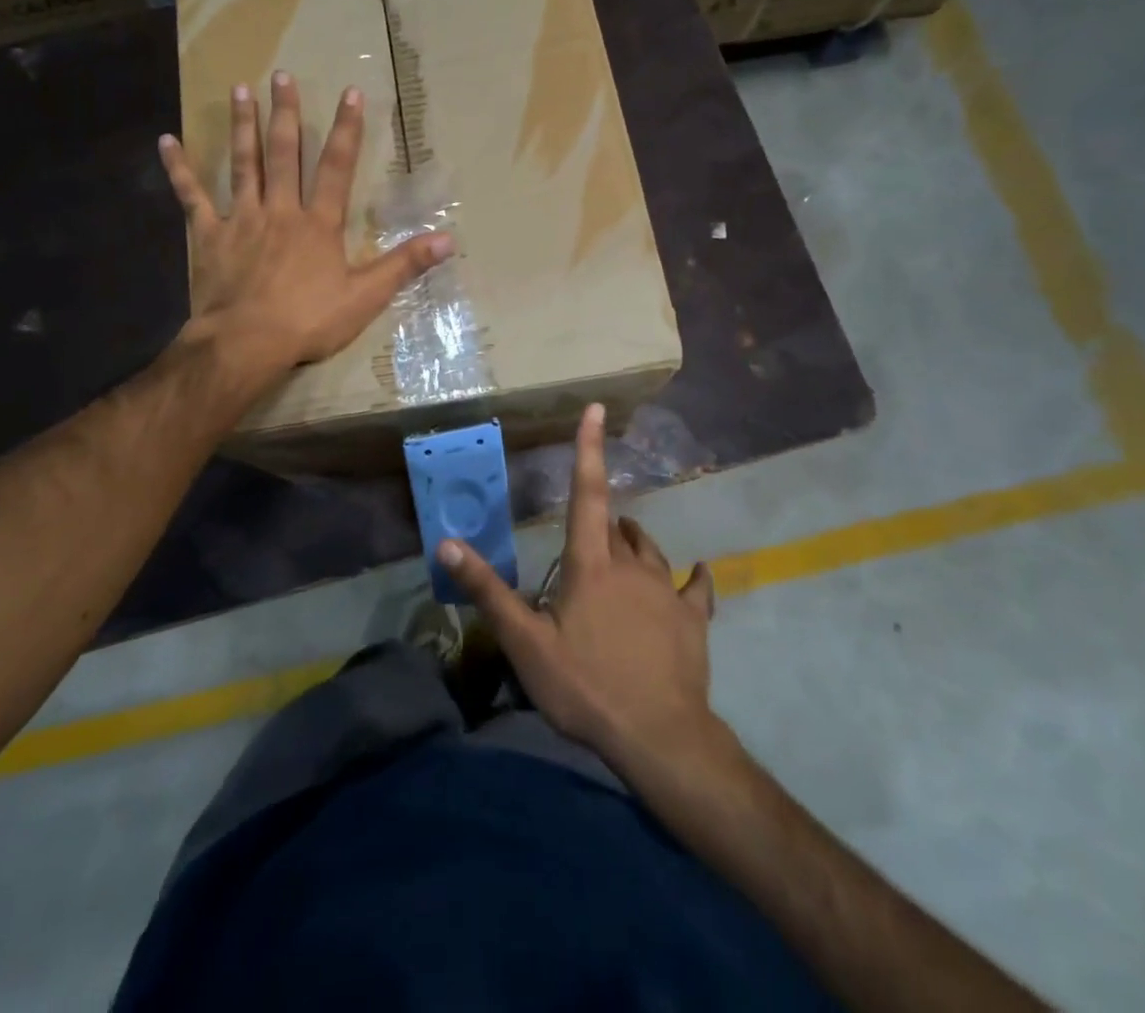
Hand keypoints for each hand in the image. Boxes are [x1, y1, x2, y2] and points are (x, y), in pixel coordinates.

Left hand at [159, 71, 451, 385]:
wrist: (246, 343)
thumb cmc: (308, 321)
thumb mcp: (367, 297)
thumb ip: (405, 264)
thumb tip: (449, 239)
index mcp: (319, 224)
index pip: (336, 167)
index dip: (346, 130)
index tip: (350, 92)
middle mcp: (280, 210)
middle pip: (284, 153)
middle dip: (286, 113)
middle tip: (282, 75)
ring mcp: (241, 219)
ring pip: (243, 164)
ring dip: (243, 126)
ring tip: (240, 88)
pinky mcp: (209, 236)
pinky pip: (191, 197)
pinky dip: (179, 169)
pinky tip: (167, 141)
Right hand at [439, 404, 720, 770]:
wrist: (659, 736)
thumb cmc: (586, 686)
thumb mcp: (525, 644)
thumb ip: (488, 591)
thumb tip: (447, 543)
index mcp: (591, 564)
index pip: (586, 493)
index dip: (588, 448)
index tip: (596, 408)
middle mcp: (632, 565)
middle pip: (616, 528)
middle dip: (602, 523)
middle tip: (587, 540)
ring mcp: (667, 590)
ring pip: (650, 551)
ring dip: (635, 543)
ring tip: (625, 544)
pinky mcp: (693, 618)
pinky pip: (696, 587)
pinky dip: (693, 578)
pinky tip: (698, 574)